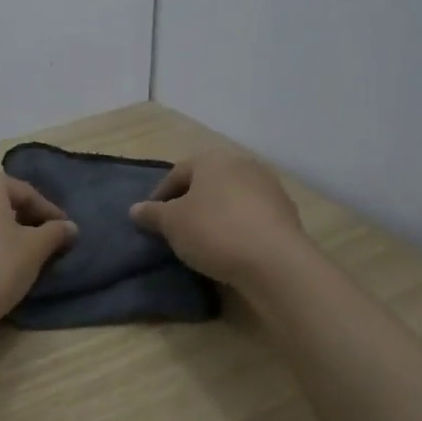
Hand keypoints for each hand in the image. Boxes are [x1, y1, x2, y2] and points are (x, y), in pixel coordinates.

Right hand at [130, 150, 308, 290]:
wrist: (274, 260)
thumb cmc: (214, 231)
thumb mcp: (172, 224)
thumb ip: (152, 214)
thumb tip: (135, 209)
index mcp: (212, 159)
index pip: (177, 173)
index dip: (160, 196)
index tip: (151, 219)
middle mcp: (243, 164)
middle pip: (207, 182)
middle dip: (190, 202)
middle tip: (176, 228)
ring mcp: (269, 187)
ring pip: (231, 198)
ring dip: (216, 214)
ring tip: (203, 239)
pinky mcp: (286, 212)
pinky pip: (251, 215)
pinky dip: (238, 226)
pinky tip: (231, 247)